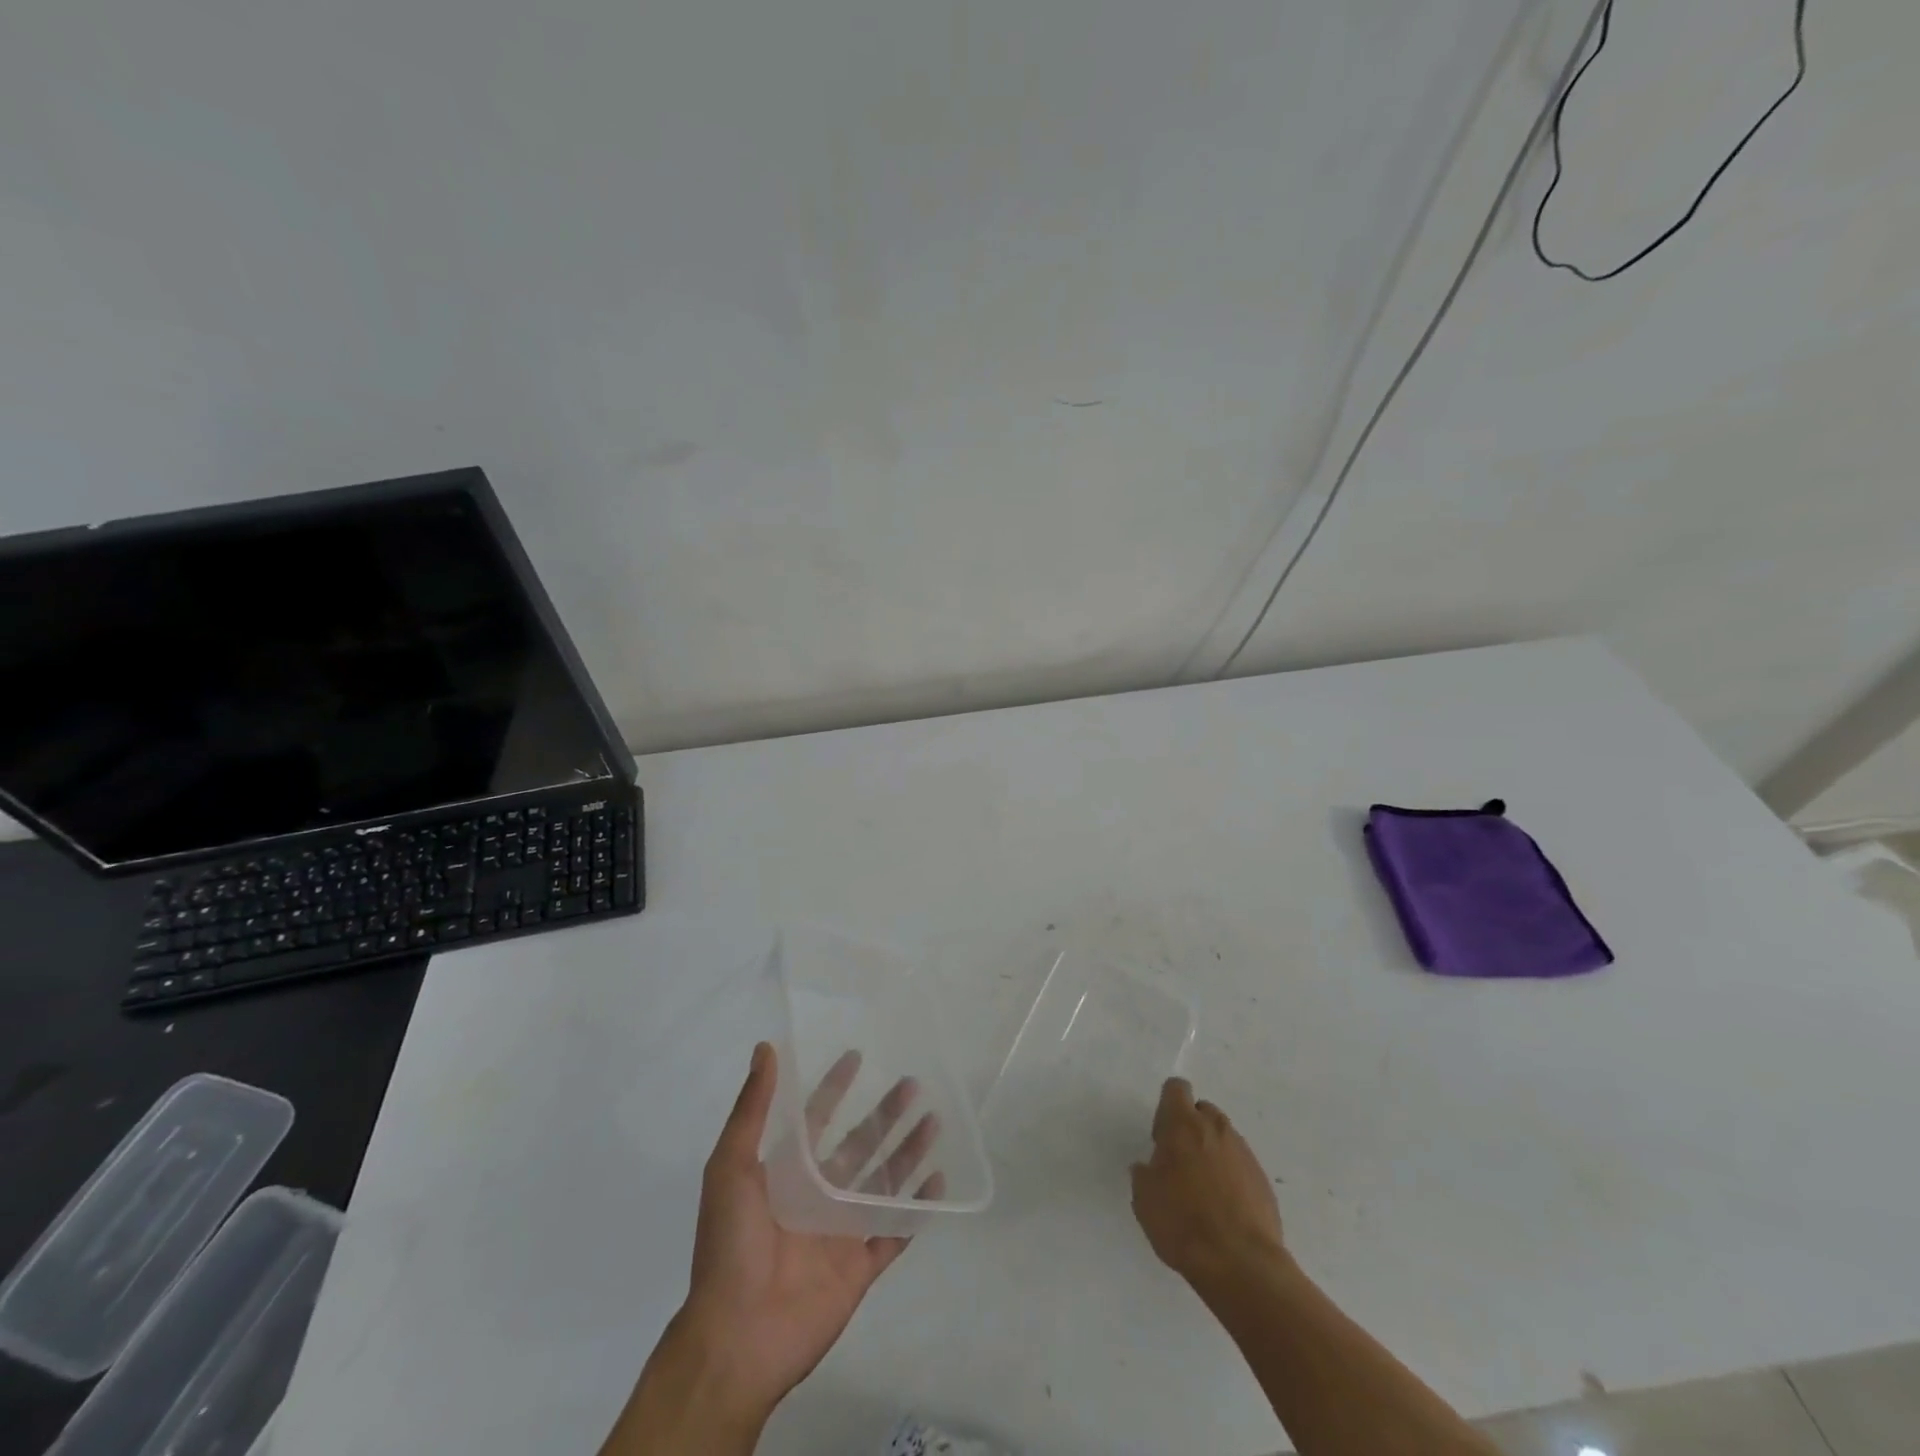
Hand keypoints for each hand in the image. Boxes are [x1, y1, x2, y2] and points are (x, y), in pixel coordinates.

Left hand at [679, 1041, 939, 1415]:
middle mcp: (818, 1194)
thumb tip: (765, 1048)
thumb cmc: (730, 1245)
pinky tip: (940, 1181)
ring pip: (884, 1181)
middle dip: (885, 1114)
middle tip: (913, 1083)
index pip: (817, 1118)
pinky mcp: (860, 1267)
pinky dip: (919, 1207)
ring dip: (908, 1151)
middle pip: (860, 1144)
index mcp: (787, 1172)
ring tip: (934, 1121)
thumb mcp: (730, 1167)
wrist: (737, 1336)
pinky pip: (896, 1231)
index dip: (835, 1087)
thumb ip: (752, 1109)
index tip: (857, 1055)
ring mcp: (841, 1231)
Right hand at [1131, 1077, 1287, 1291]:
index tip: (1161, 1137)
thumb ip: (1145, 1172)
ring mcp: (1244, 1153)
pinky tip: (1224, 1208)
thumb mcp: (1144, 1198)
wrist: (1241, 1264)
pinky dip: (1231, 1176)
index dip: (1166, 1107)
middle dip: (1191, 1128)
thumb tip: (1150, 1167)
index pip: (1176, 1089)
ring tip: (1203, 1190)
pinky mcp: (1263, 1180)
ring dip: (1212, 1152)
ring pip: (1223, 1138)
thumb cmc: (1182, 1223)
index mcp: (1183, 1124)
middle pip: (1202, 1111)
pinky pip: (1241, 1165)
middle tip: (1180, 1164)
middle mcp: (1216, 1128)